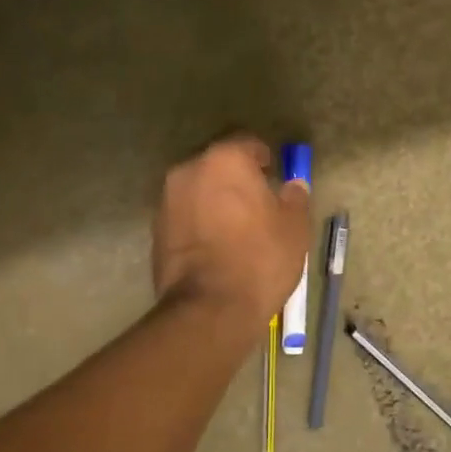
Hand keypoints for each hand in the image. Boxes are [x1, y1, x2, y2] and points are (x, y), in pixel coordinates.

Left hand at [152, 136, 310, 334]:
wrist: (209, 309)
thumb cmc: (260, 258)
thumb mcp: (294, 227)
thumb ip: (294, 198)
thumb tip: (293, 185)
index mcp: (225, 159)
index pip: (247, 142)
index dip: (264, 158)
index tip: (274, 176)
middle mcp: (190, 170)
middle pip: (218, 164)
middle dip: (236, 177)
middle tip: (257, 201)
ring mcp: (167, 199)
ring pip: (199, 188)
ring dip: (215, 198)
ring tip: (236, 226)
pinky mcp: (156, 229)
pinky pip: (185, 213)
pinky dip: (199, 220)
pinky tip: (216, 244)